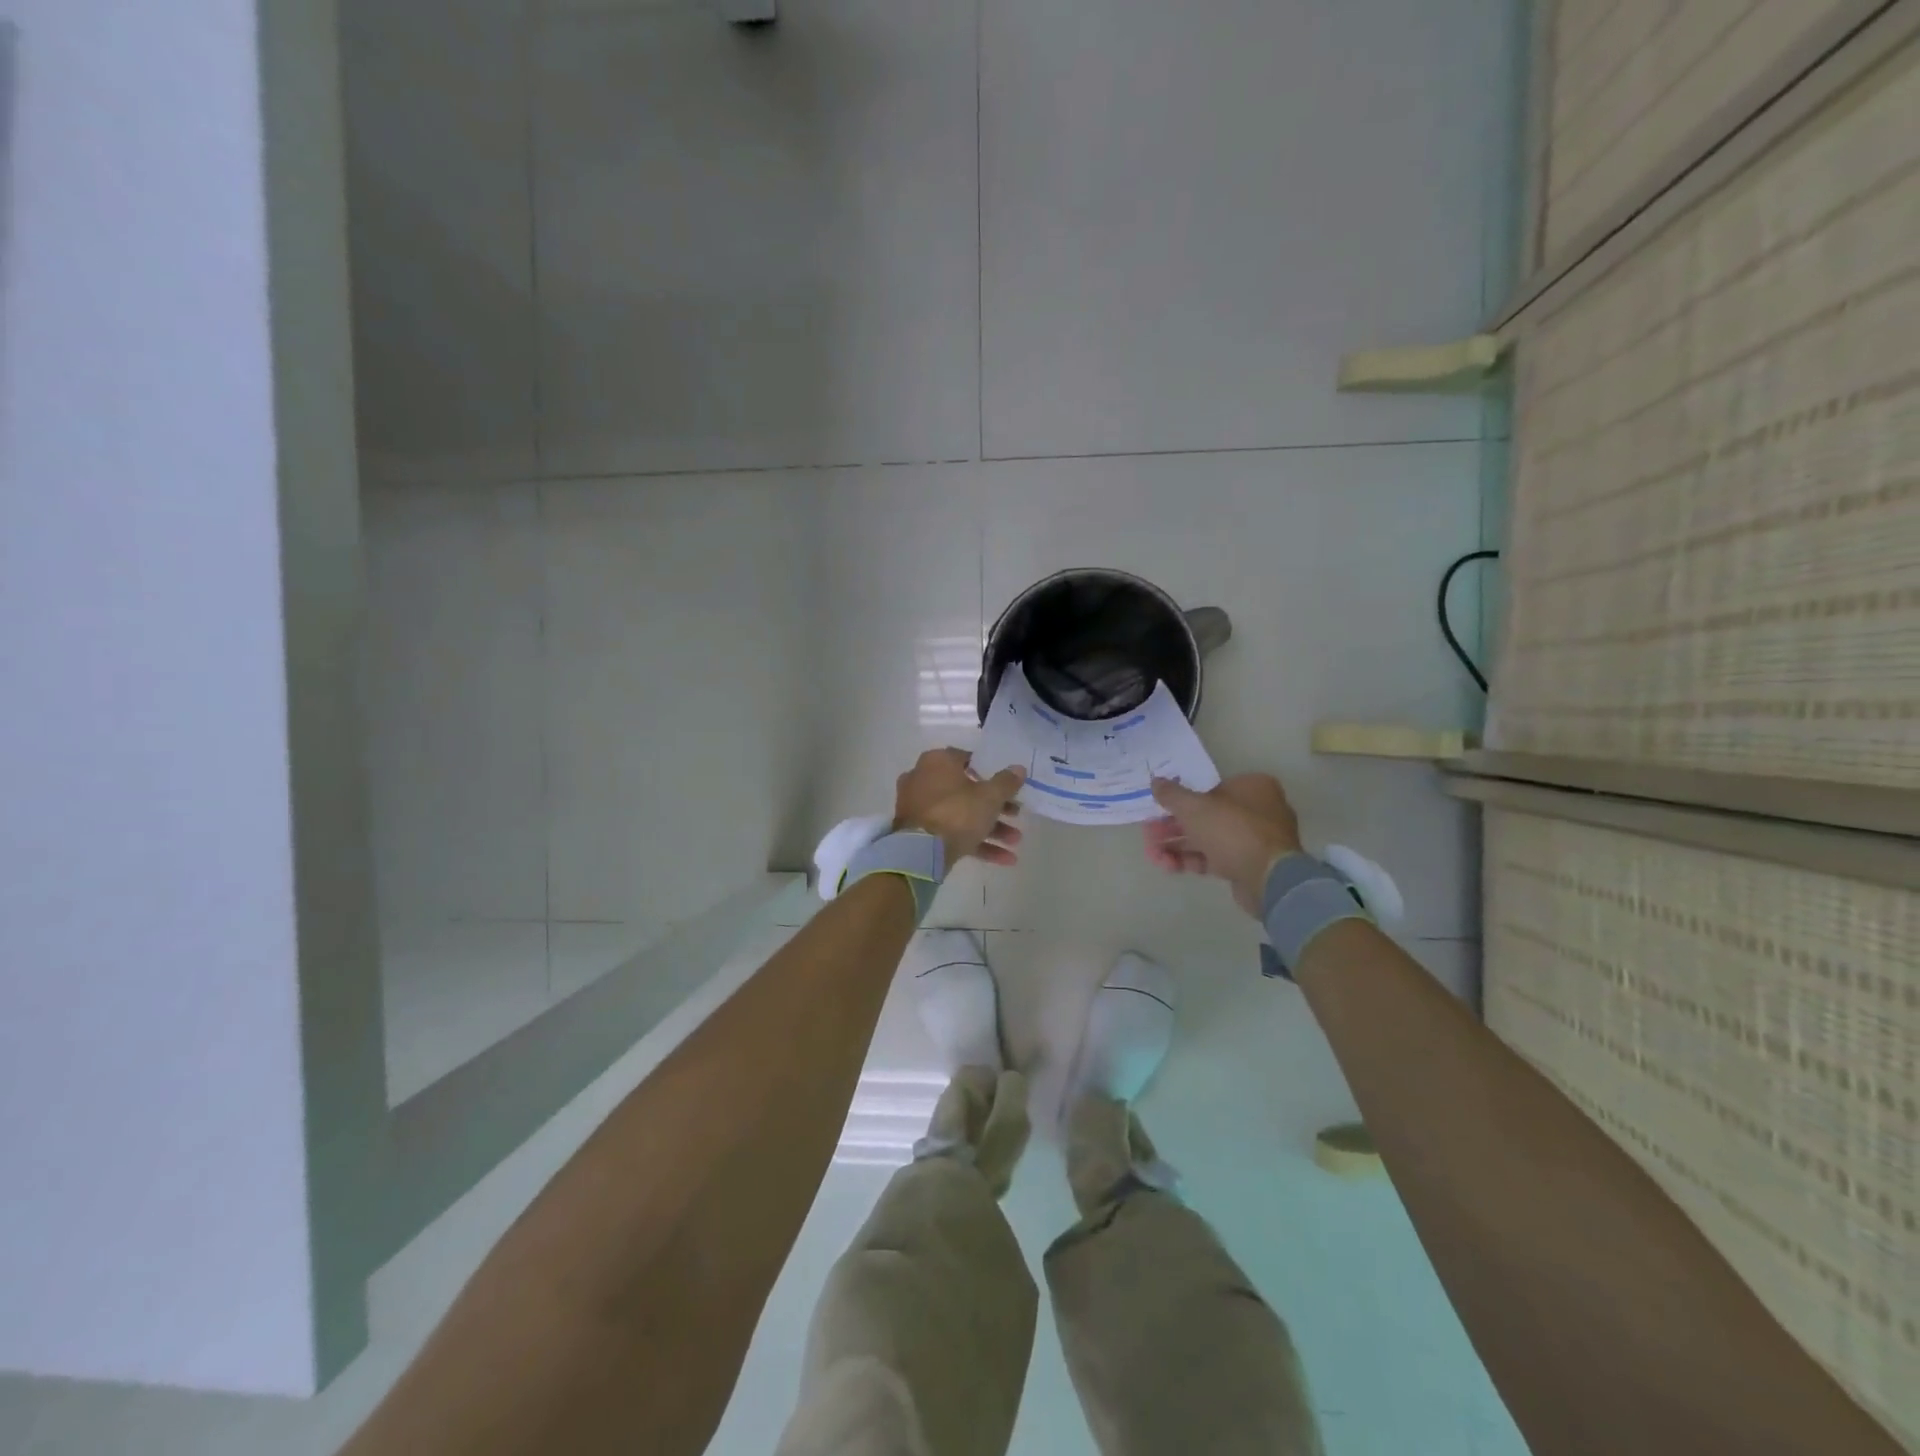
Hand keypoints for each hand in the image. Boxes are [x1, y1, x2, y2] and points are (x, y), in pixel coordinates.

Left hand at [893, 749, 1026, 866]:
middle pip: (966, 791)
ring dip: (990, 828)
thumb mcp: (990, 796)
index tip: (1007, 785)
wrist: (921, 852)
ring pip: (960, 814)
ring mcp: (918, 808)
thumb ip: (1006, 782)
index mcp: (937, 762)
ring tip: (1015, 842)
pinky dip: (975, 843)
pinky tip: (1005, 859)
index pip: (967, 759)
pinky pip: (950, 833)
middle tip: (1016, 815)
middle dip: (995, 807)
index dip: (990, 772)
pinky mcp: (918, 833)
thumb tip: (1019, 768)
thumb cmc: (957, 812)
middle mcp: (923, 779)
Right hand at [1144, 773, 1303, 917]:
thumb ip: (1172, 794)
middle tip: (1150, 835)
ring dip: (1178, 845)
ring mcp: (1254, 840)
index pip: (1210, 787)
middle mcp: (1257, 810)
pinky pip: (1216, 858)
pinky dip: (1193, 860)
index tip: (1159, 809)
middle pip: (1206, 815)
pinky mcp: (1248, 865)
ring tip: (1154, 854)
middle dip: (1173, 827)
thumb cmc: (1232, 830)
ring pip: (1209, 838)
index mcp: (1252, 787)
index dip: (1181, 799)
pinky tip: (1170, 866)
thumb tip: (1155, 781)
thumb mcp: (1194, 807)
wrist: (1268, 878)